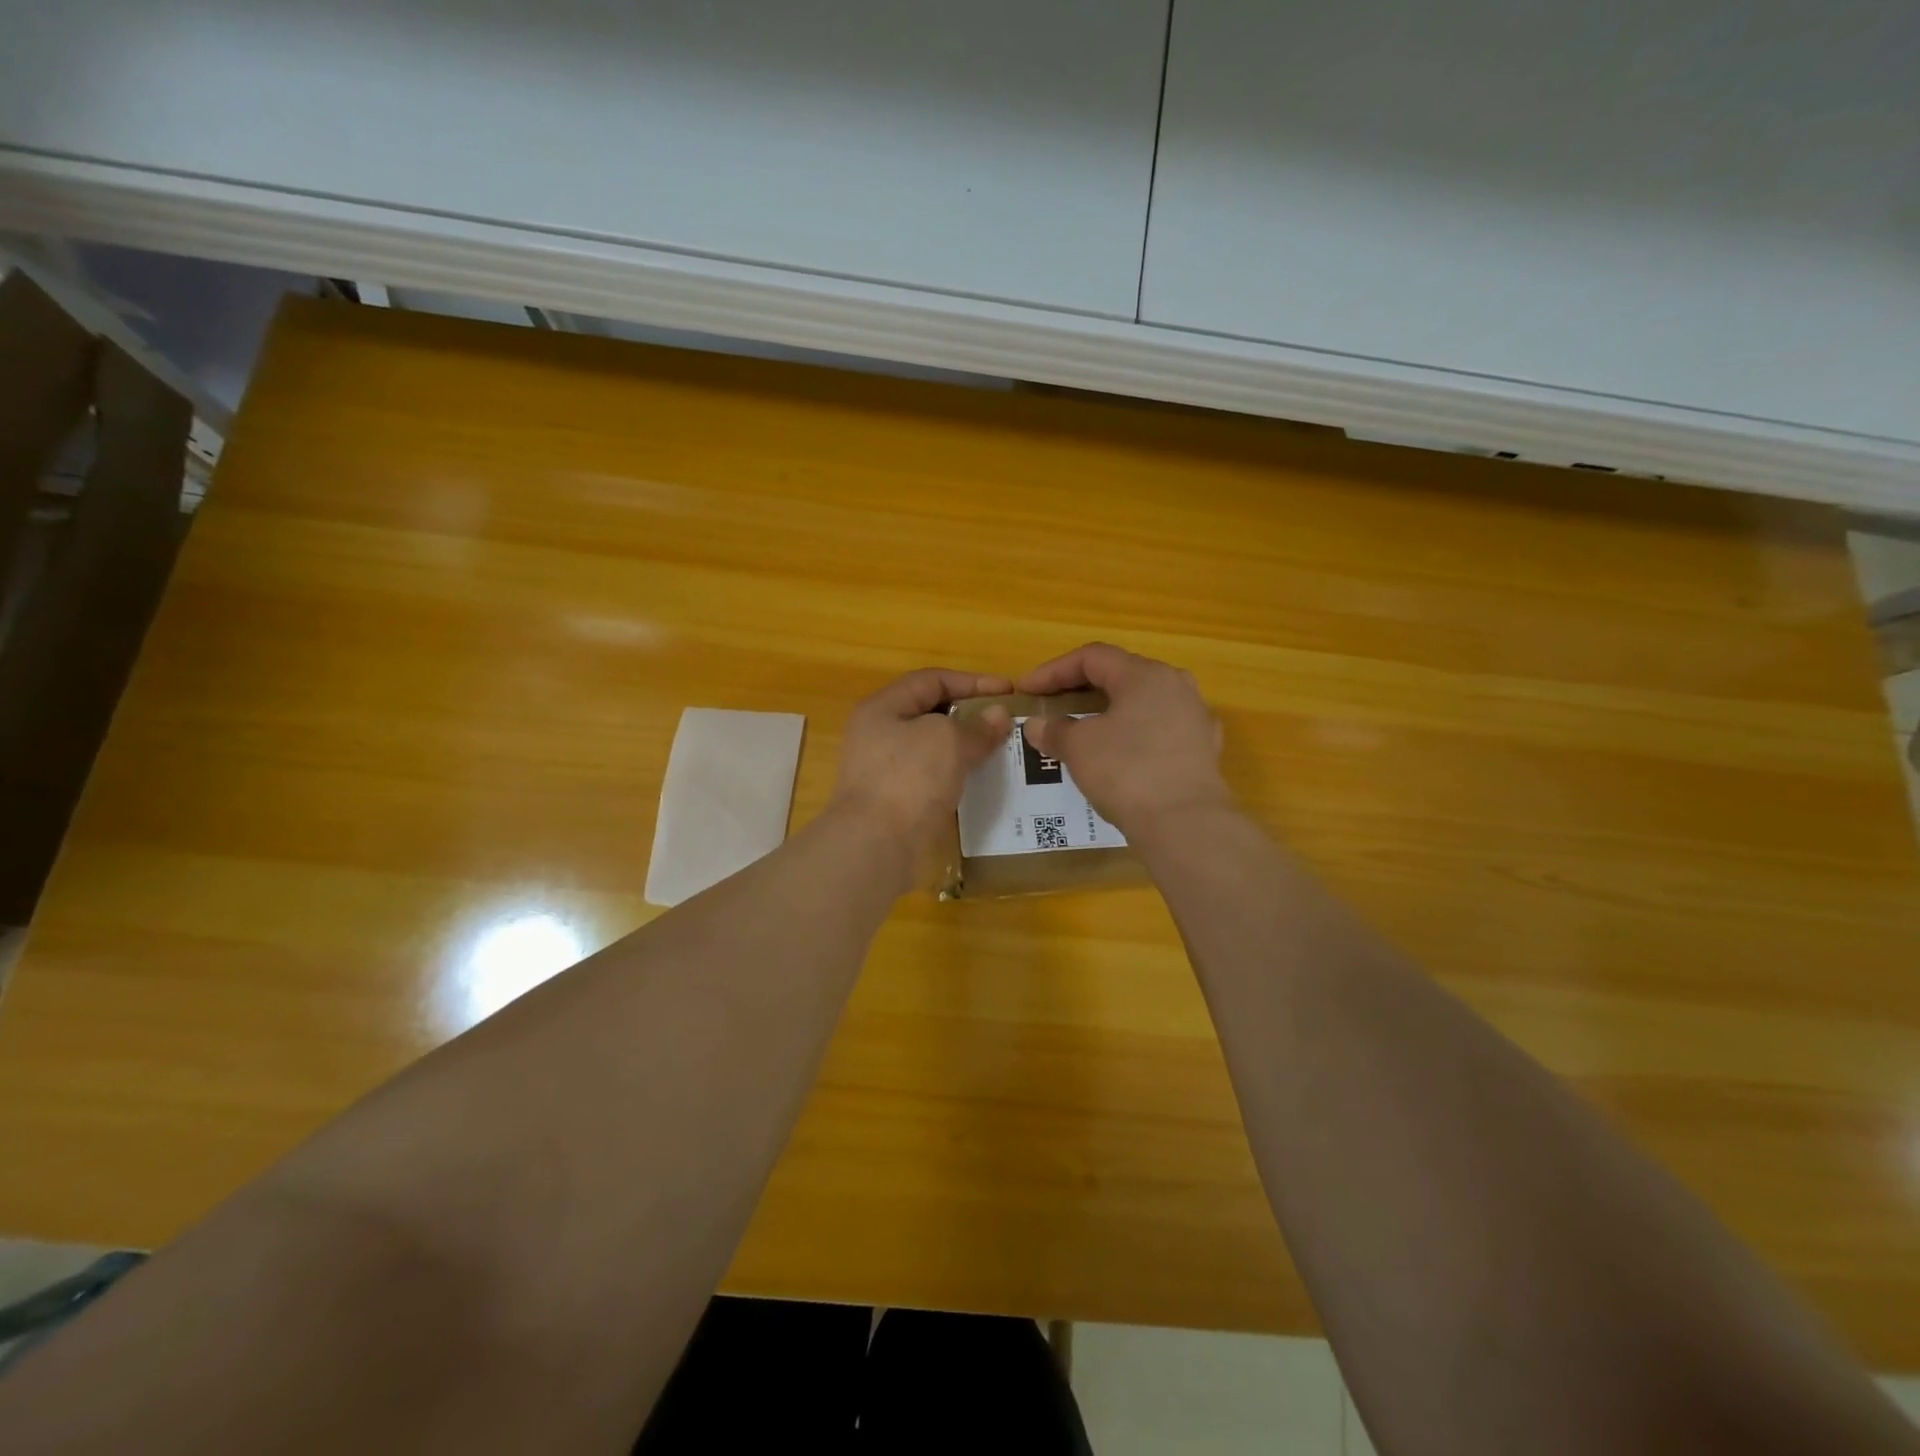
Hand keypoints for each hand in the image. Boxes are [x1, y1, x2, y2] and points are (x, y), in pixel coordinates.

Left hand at [828, 668, 1012, 861]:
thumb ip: (977, 726)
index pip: (932, 680)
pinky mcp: (895, 800)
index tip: (1008, 691)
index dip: (972, 681)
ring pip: (933, 747)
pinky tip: (980, 780)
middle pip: (930, 713)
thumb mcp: (948, 741)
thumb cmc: (909, 779)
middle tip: (1007, 722)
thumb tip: (999, 715)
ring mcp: (884, 770)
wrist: (875, 845)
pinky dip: (956, 774)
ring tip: (1001, 750)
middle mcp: (879, 734)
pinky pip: (932, 776)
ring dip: (966, 746)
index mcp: (883, 708)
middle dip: (970, 715)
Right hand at [1018, 643, 1230, 837]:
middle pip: (1120, 675)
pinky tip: (1120, 755)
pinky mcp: (1204, 750)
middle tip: (1052, 705)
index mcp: (1145, 675)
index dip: (1053, 670)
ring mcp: (1195, 718)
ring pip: (1143, 703)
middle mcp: (1176, 686)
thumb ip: (1055, 730)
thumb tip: (1037, 725)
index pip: (1092, 657)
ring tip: (1084, 729)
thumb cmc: (1127, 772)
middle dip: (1081, 688)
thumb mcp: (1079, 748)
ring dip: (1108, 712)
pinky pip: (1160, 731)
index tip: (1027, 690)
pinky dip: (1133, 736)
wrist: (1186, 825)